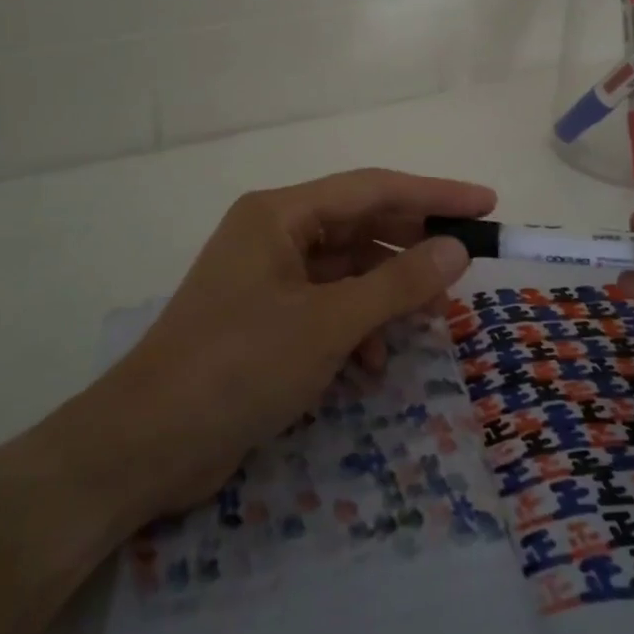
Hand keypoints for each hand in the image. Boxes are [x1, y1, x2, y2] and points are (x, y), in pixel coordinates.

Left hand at [96, 169, 489, 519]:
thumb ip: (397, 283)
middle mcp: (274, 235)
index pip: (372, 188)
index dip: (434, 194)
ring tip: (428, 322)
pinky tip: (373, 363)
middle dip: (412, 247)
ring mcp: (267, 278)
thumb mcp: (329, 324)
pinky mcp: (265, 319)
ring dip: (386, 295)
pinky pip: (327, 306)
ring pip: (347, 270)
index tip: (486, 204)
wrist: (147, 445)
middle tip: (465, 264)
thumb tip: (457, 249)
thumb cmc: (240, 366)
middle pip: (360, 226)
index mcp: (280, 214)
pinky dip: (357, 327)